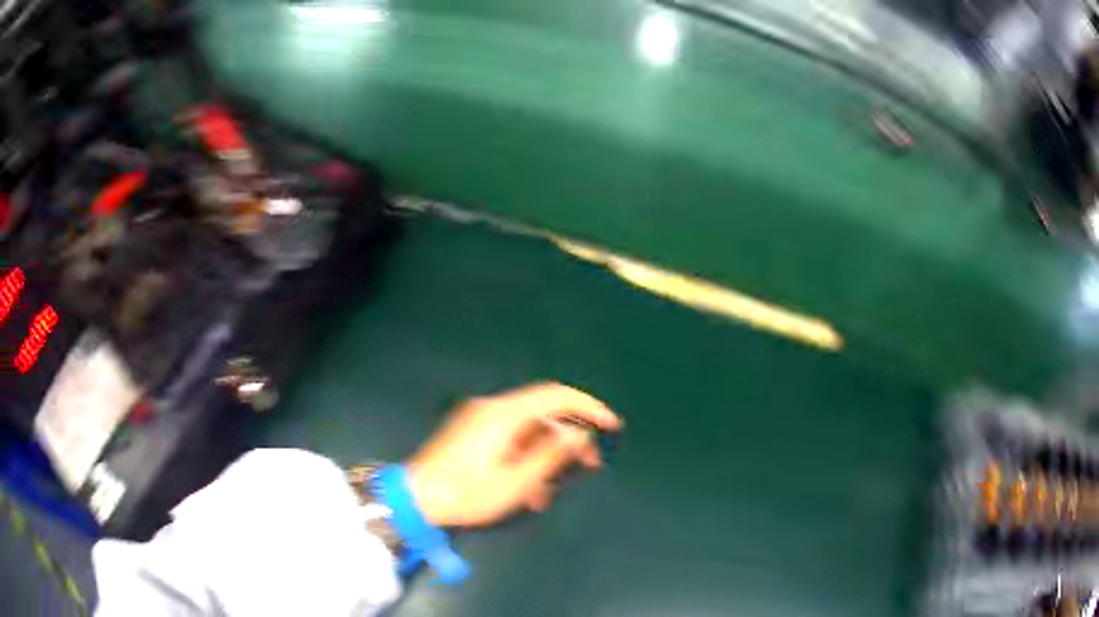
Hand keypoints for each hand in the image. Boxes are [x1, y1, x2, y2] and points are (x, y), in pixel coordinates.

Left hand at [406, 382, 622, 527]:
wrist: (415, 498)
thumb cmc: (467, 493)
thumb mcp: (516, 481)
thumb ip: (551, 454)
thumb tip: (579, 434)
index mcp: (504, 413)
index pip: (556, 395)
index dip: (588, 407)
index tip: (610, 424)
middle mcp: (491, 408)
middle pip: (542, 414)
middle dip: (568, 439)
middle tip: (589, 465)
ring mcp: (478, 419)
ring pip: (526, 430)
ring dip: (545, 456)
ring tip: (551, 490)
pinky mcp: (470, 432)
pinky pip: (508, 438)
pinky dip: (524, 457)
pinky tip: (527, 489)